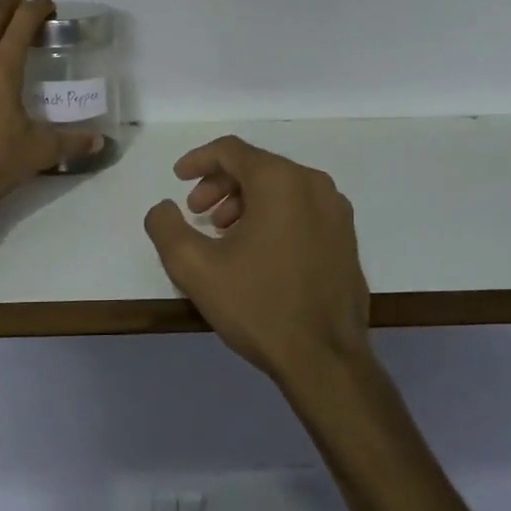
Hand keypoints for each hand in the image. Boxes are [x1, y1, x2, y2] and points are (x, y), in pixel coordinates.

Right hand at [143, 136, 372, 389]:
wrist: (326, 360)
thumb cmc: (258, 306)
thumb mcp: (195, 267)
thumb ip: (166, 227)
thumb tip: (164, 208)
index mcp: (281, 180)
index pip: (231, 150)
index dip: (198, 160)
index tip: (177, 179)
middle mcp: (314, 184)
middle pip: (256, 166)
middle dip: (219, 185)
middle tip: (196, 213)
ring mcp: (336, 211)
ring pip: (281, 188)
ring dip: (245, 202)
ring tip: (223, 236)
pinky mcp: (346, 238)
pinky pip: (301, 210)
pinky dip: (272, 217)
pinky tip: (256, 252)